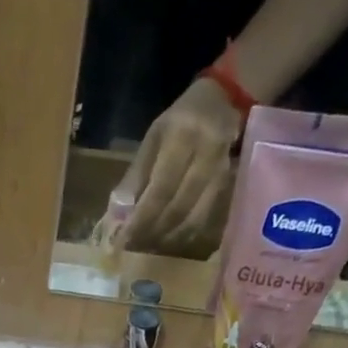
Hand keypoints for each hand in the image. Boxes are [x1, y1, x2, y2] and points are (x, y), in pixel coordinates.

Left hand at [119, 77, 241, 254]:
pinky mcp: (228, 183)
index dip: (142, 218)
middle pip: (178, 207)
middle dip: (152, 231)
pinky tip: (169, 239)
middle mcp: (206, 152)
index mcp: (182, 136)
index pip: (160, 189)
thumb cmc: (179, 122)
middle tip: (134, 245)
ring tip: (148, 245)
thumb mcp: (153, 139)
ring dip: (168, 237)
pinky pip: (205, 217)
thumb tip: (118, 216)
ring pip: (193, 217)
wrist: (222, 101)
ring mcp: (221, 169)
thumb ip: (136, 176)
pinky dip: (184, 233)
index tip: (123, 239)